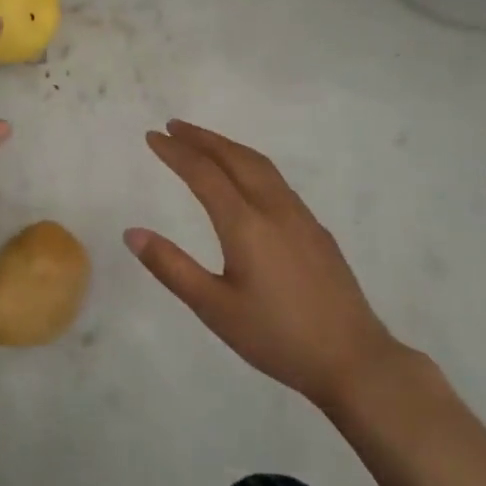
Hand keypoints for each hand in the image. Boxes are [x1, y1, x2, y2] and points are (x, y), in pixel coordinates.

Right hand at [125, 120, 405, 411]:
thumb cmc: (276, 337)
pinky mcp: (317, 231)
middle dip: (203, 138)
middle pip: (235, 158)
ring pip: (261, 165)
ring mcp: (301, 217)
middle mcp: (274, 209)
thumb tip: (132, 232)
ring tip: (205, 143)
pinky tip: (247, 180)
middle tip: (174, 126)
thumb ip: (171, 267)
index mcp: (245, 224)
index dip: (176, 152)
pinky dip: (251, 165)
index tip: (153, 136)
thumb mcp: (213, 308)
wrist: (353, 360)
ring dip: (229, 147)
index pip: (203, 173)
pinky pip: (277, 181)